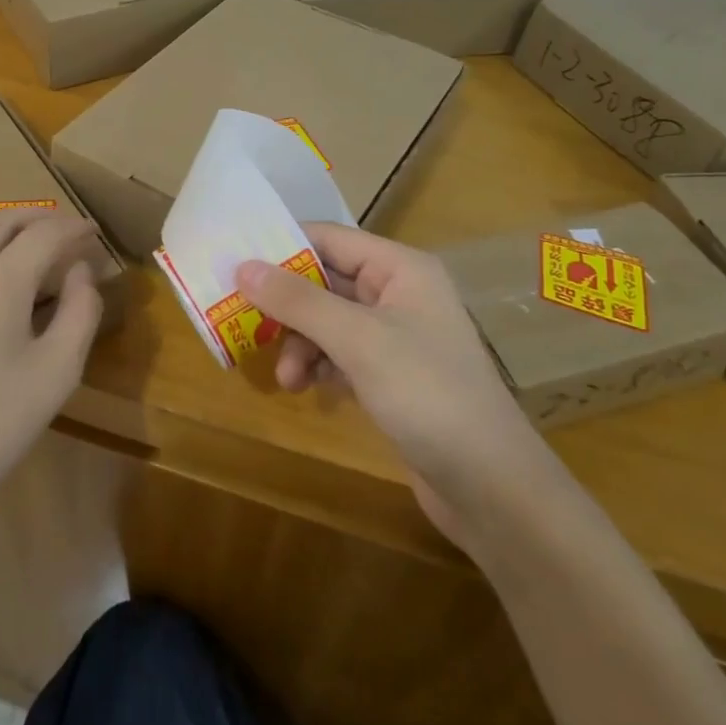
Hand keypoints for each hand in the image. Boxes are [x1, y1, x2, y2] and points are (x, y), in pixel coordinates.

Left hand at [0, 211, 105, 531]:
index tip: (93, 232)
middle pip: (2, 221)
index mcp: (2, 280)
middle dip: (38, 217)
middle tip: (63, 229)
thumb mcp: (59, 372)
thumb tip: (81, 271)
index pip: (45, 234)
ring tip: (16, 231)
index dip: (74, 228)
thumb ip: (80, 311)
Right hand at [237, 223, 544, 537]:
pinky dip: (319, 366)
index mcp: (401, 269)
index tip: (235, 264)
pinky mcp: (391, 375)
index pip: (330, 239)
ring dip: (301, 344)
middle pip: (326, 281)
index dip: (283, 248)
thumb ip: (298, 301)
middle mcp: (399, 293)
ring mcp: (396, 336)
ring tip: (286, 379)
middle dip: (288, 307)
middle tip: (244, 323)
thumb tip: (242, 266)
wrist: (490, 485)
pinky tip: (307, 389)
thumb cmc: (427, 394)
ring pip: (328, 322)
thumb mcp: (358, 340)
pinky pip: (340, 354)